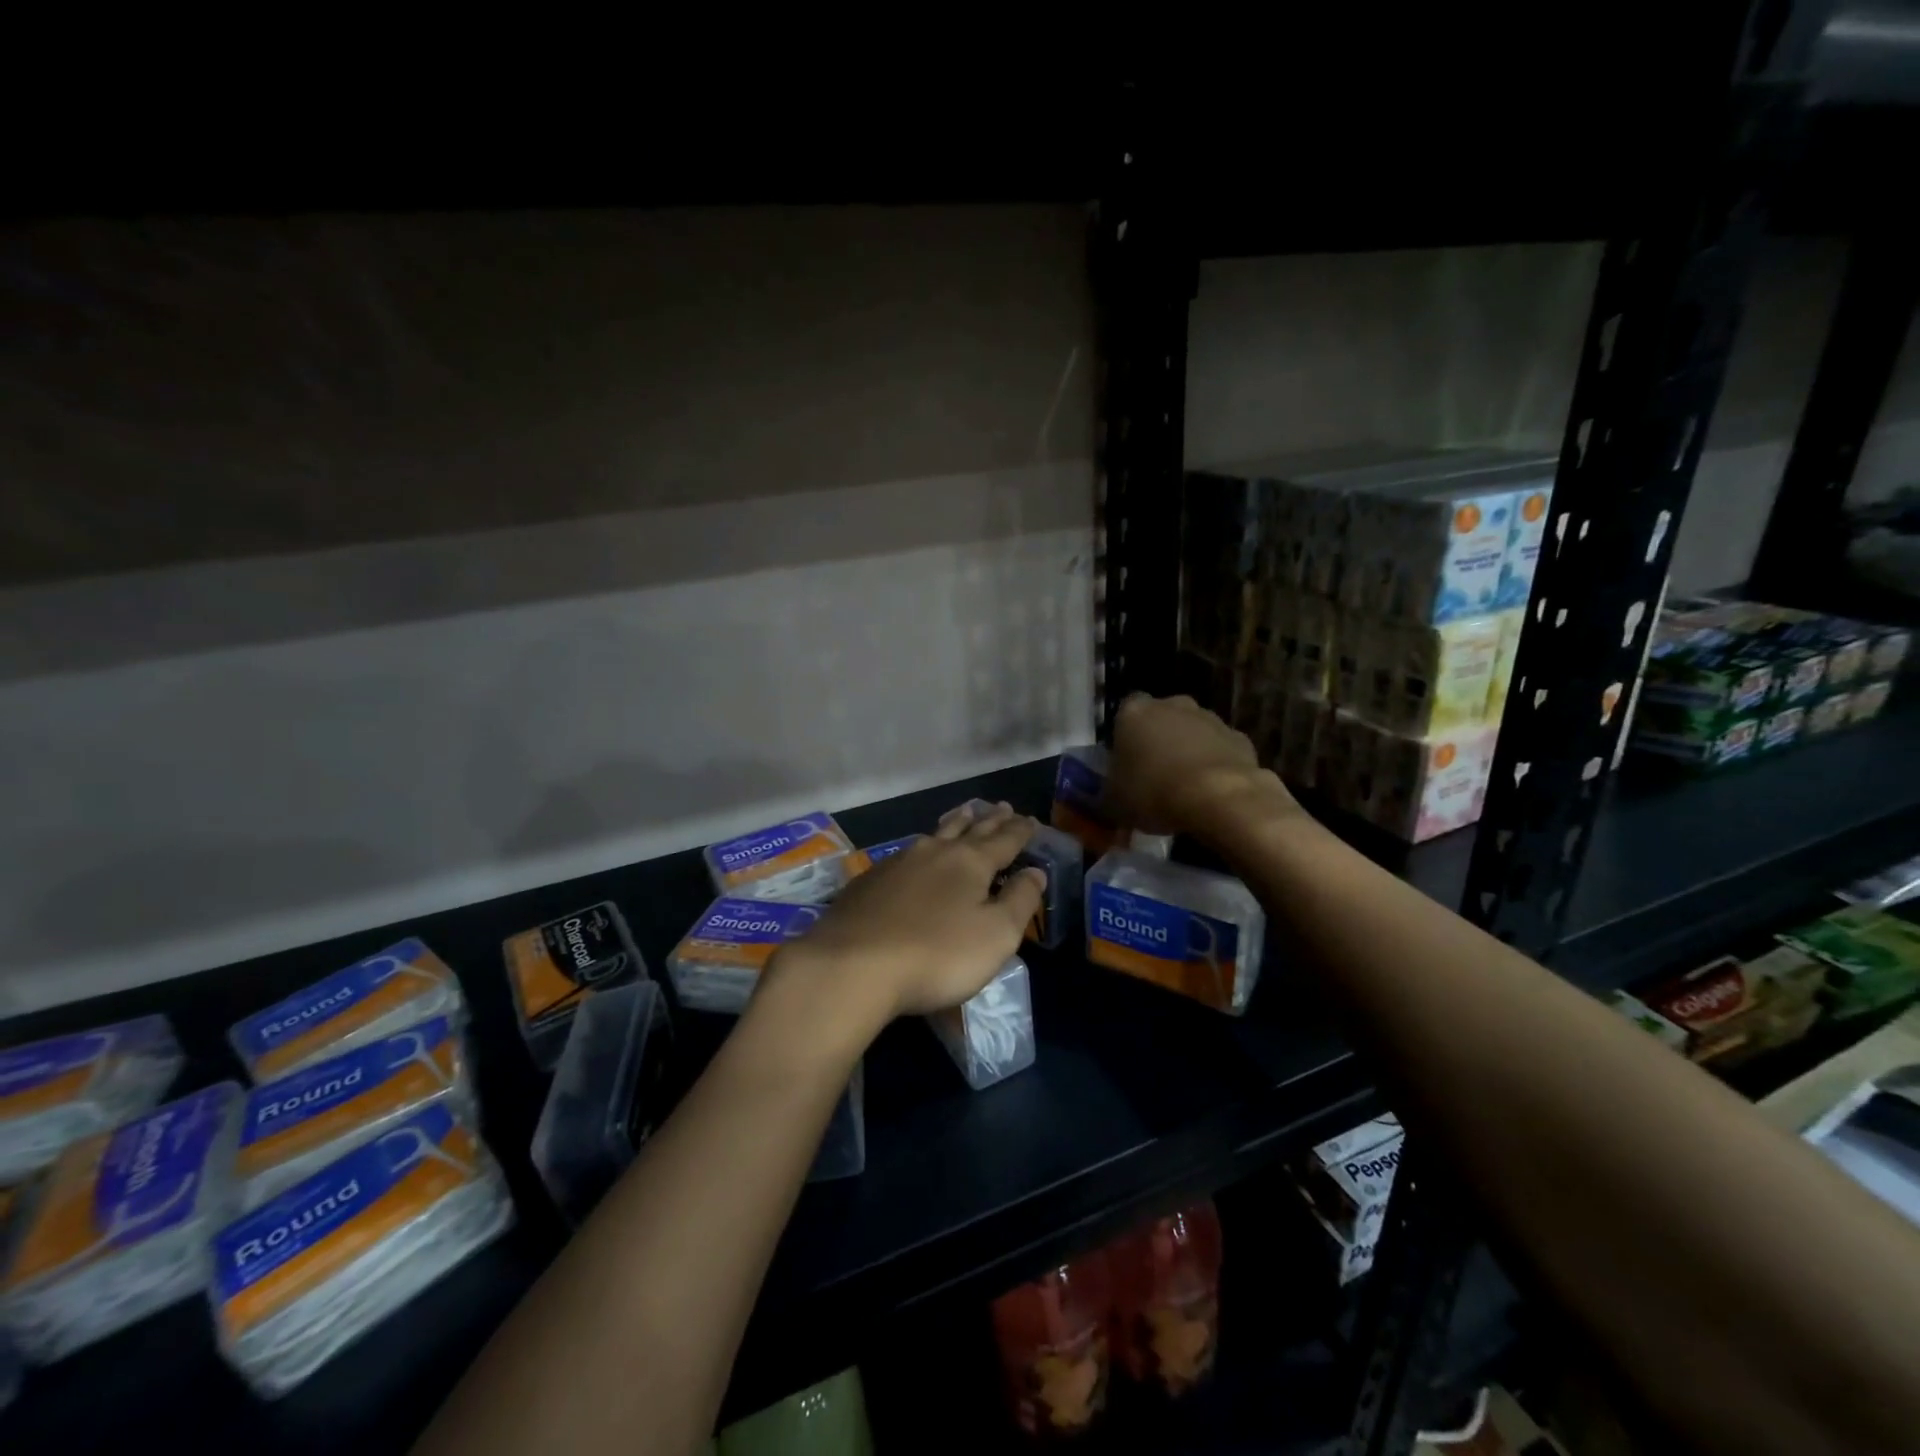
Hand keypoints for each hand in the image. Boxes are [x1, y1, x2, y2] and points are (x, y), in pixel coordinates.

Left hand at [765, 802, 1045, 1030]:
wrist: (853, 965)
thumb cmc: (937, 954)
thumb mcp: (996, 935)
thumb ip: (1020, 901)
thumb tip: (1036, 872)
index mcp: (970, 863)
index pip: (1004, 841)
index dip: (1020, 831)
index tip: (1030, 819)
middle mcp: (935, 852)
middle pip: (969, 830)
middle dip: (989, 820)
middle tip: (1002, 806)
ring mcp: (898, 863)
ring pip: (934, 835)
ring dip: (955, 822)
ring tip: (964, 812)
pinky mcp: (869, 881)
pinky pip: (906, 853)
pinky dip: (922, 846)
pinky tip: (916, 852)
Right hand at [1106, 693, 1298, 837]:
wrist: (1218, 798)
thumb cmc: (1154, 792)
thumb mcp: (1114, 804)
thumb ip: (1108, 797)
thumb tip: (1106, 804)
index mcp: (1134, 712)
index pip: (1124, 714)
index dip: (1124, 738)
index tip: (1126, 763)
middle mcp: (1172, 705)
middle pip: (1161, 719)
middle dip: (1159, 741)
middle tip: (1154, 774)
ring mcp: (1210, 719)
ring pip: (1193, 732)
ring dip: (1189, 751)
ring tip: (1184, 788)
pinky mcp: (1240, 738)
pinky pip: (1220, 750)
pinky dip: (1215, 765)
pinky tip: (1211, 792)